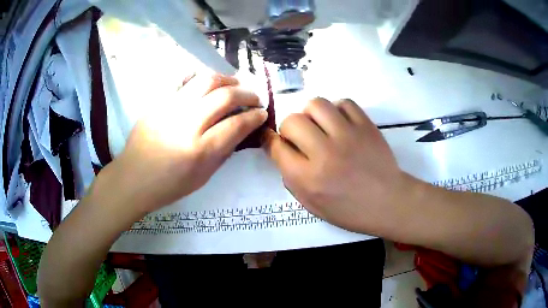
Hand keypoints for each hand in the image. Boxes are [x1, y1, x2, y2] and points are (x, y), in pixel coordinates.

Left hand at [107, 74, 266, 214]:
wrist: (133, 178)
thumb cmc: (169, 185)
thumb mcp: (203, 177)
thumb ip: (224, 150)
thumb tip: (240, 128)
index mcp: (200, 150)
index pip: (237, 124)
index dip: (255, 116)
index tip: (262, 113)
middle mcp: (187, 124)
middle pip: (225, 96)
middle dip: (247, 94)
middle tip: (254, 98)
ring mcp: (170, 108)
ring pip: (206, 80)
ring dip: (226, 79)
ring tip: (234, 85)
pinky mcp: (158, 101)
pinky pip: (182, 79)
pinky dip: (199, 76)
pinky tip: (206, 82)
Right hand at [263, 98, 408, 233]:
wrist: (388, 202)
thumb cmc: (350, 210)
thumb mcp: (312, 204)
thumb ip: (292, 178)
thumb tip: (282, 150)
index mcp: (308, 178)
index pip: (277, 147)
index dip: (270, 141)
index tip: (274, 140)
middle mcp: (324, 153)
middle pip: (292, 121)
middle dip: (289, 128)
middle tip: (301, 137)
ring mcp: (347, 135)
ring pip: (316, 104)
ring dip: (311, 114)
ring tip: (319, 125)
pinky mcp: (366, 125)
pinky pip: (344, 103)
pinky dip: (337, 109)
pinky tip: (340, 122)